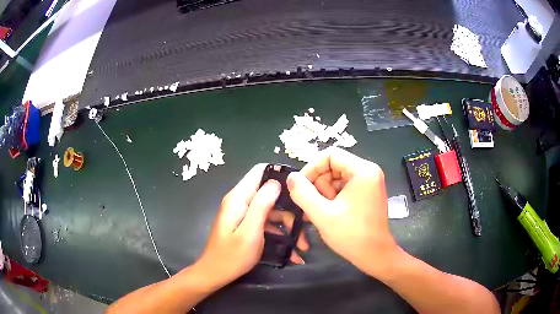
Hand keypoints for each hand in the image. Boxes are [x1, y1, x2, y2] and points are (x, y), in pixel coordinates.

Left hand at [194, 164, 307, 291]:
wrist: (215, 273)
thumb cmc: (232, 255)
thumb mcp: (249, 231)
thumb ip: (261, 205)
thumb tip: (276, 182)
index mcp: (239, 198)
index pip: (260, 171)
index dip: (280, 174)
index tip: (299, 187)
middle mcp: (241, 201)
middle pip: (269, 192)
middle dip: (289, 207)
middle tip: (305, 223)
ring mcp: (244, 213)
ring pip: (271, 209)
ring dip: (287, 224)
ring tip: (302, 244)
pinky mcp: (246, 224)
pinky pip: (266, 222)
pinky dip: (279, 233)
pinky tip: (292, 250)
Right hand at [287, 147, 399, 277]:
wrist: (374, 255)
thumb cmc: (351, 235)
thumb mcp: (322, 214)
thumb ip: (303, 193)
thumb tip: (291, 177)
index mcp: (363, 170)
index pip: (330, 155)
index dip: (311, 168)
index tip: (300, 187)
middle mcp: (369, 171)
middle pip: (333, 166)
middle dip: (319, 184)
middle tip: (315, 206)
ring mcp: (369, 182)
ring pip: (336, 177)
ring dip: (324, 193)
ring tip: (323, 213)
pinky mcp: (367, 192)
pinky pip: (343, 187)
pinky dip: (333, 198)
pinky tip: (330, 213)